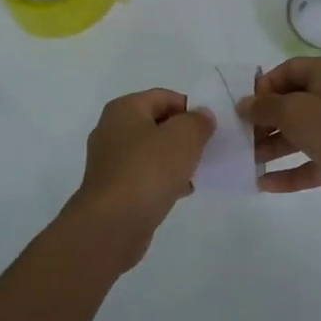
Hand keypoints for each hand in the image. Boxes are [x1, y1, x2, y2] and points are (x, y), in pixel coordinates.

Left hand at [65, 89, 214, 267]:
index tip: (210, 128)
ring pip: (151, 152)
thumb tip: (201, 116)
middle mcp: (112, 130)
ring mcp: (110, 161)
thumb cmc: (148, 170)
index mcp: (124, 109)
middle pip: (156, 124)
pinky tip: (181, 192)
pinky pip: (145, 176)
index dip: (190, 108)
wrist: (113, 223)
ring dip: (175, 160)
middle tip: (207, 149)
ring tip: (198, 172)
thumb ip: (197, 121)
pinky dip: (163, 180)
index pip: (163, 97)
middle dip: (183, 135)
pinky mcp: (114, 189)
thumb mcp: (184, 137)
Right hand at [241, 57, 320, 219]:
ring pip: (299, 135)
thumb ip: (266, 107)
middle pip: (291, 104)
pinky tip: (263, 184)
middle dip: (264, 121)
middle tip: (238, 138)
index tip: (243, 108)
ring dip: (272, 148)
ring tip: (245, 162)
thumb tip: (244, 104)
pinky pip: (311, 162)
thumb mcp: (296, 112)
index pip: (287, 71)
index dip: (263, 87)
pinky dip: (290, 172)